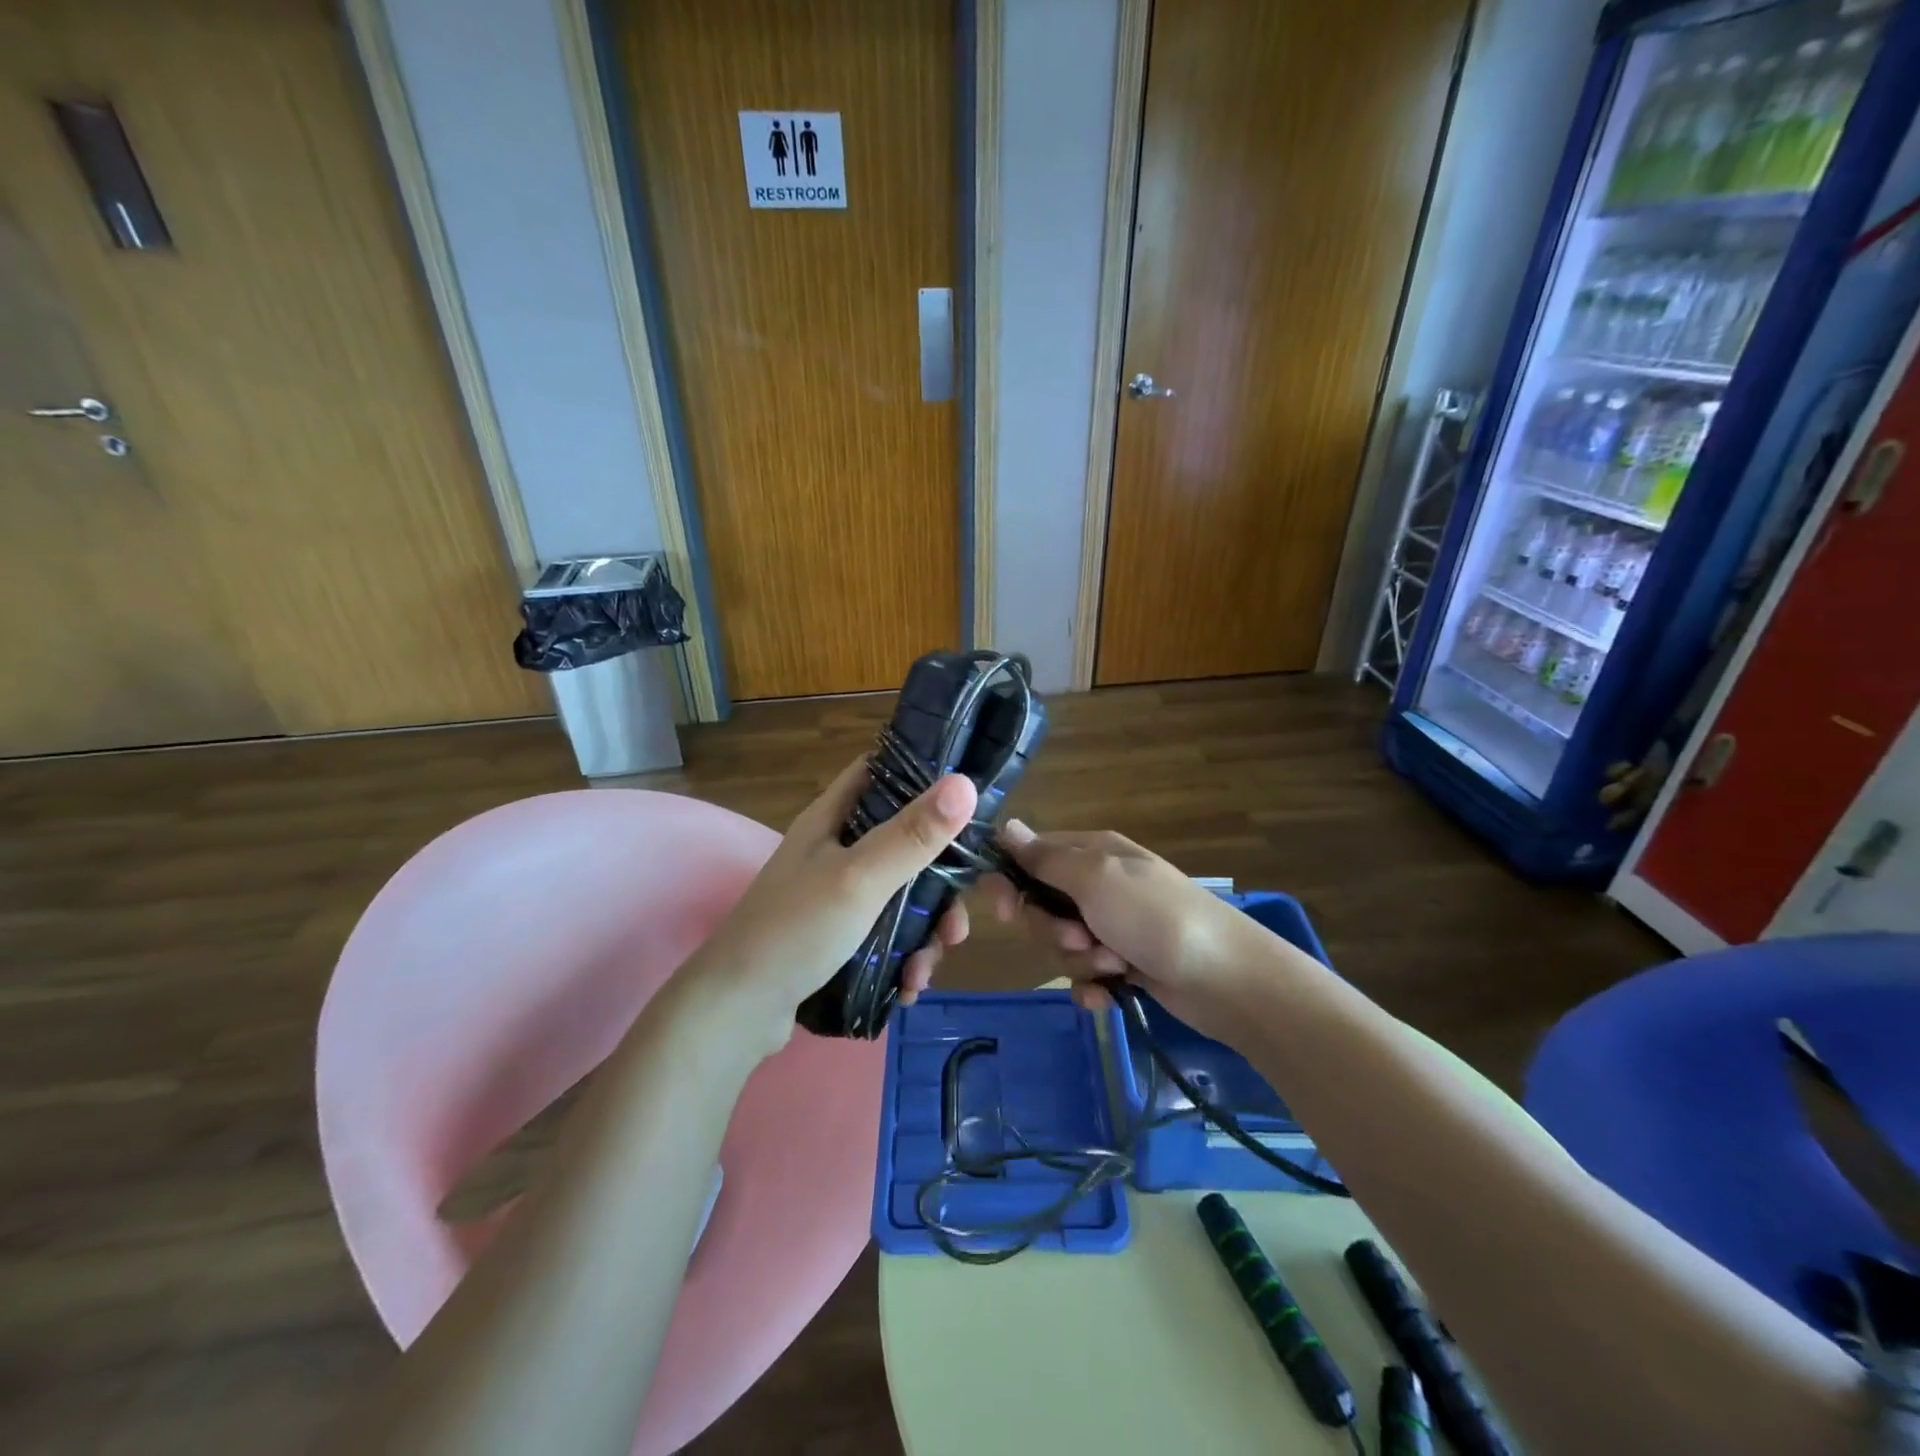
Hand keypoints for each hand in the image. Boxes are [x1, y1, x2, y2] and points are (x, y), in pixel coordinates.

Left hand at [685, 757, 977, 1050]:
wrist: (735, 1011)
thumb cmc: (796, 930)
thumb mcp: (860, 878)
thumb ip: (913, 834)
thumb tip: (966, 783)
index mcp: (833, 818)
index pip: (881, 772)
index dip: (923, 774)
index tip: (968, 797)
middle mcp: (835, 849)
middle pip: (905, 843)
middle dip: (940, 883)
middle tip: (956, 923)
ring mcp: (835, 894)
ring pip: (901, 895)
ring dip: (925, 932)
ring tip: (926, 970)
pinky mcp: (837, 936)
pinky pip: (885, 934)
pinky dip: (903, 957)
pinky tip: (907, 987)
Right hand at [985, 821, 1277, 1043]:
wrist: (1225, 978)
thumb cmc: (1155, 917)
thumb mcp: (1096, 878)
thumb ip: (1046, 858)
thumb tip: (1006, 826)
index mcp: (1092, 852)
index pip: (1029, 857)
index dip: (1010, 883)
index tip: (1004, 911)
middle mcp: (1098, 884)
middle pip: (1041, 908)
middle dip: (1054, 931)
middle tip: (1082, 938)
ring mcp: (1112, 926)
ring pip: (1061, 945)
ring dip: (1080, 961)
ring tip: (1114, 966)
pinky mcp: (1123, 964)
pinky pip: (1084, 976)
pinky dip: (1093, 987)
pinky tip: (1109, 995)